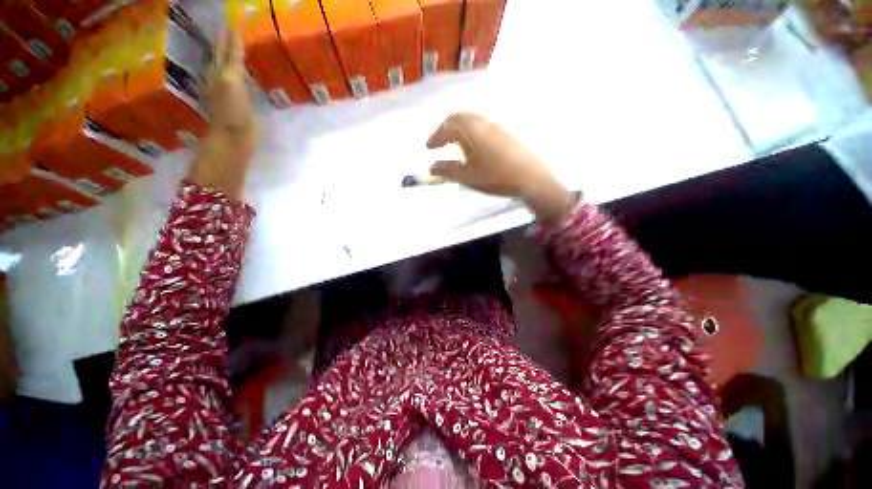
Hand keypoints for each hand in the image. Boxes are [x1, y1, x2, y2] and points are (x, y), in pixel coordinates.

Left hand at [205, 30, 253, 129]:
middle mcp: (219, 80)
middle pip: (222, 59)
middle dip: (225, 47)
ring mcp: (227, 94)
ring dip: (230, 61)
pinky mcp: (236, 107)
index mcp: (218, 72)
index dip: (229, 40)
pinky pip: (237, 86)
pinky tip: (241, 78)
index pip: (224, 51)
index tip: (233, 26)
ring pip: (227, 72)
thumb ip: (232, 58)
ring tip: (234, 52)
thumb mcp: (230, 79)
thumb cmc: (232, 110)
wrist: (234, 138)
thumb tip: (233, 34)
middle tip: (231, 34)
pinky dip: (239, 78)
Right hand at [426, 112, 575, 221]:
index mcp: (472, 129)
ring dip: (459, 131)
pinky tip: (474, 149)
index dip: (436, 136)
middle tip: (439, 144)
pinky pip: (483, 127)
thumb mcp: (468, 176)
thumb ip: (447, 170)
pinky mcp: (507, 132)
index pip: (448, 126)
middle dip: (446, 130)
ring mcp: (497, 126)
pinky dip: (471, 134)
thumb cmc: (496, 177)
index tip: (428, 147)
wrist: (532, 178)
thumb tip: (431, 167)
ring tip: (454, 147)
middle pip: (460, 118)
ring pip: (472, 122)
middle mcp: (484, 122)